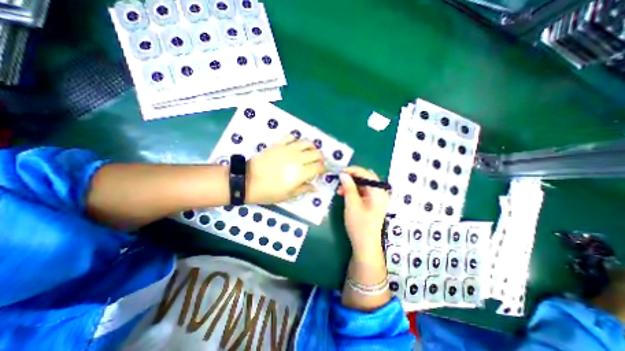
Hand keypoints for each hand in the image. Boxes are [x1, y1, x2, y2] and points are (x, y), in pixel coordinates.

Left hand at [246, 134, 326, 205]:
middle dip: (320, 158)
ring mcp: (288, 149)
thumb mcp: (288, 195)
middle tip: (318, 162)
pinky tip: (295, 146)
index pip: (319, 167)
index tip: (322, 171)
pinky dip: (296, 140)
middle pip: (316, 153)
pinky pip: (291, 137)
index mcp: (301, 173)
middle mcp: (297, 158)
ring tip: (309, 152)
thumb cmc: (269, 192)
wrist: (248, 181)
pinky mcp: (278, 144)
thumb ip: (304, 189)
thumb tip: (316, 188)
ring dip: (312, 147)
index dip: (323, 169)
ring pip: (306, 142)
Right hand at [341, 165, 388, 258]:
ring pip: (363, 185)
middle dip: (352, 177)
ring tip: (339, 188)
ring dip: (351, 184)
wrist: (365, 245)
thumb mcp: (352, 204)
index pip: (367, 174)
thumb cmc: (359, 225)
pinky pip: (362, 192)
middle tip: (340, 178)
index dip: (353, 170)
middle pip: (366, 178)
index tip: (341, 171)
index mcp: (378, 192)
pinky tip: (344, 194)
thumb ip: (348, 187)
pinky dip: (353, 191)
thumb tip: (343, 174)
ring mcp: (376, 199)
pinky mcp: (371, 204)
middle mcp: (380, 193)